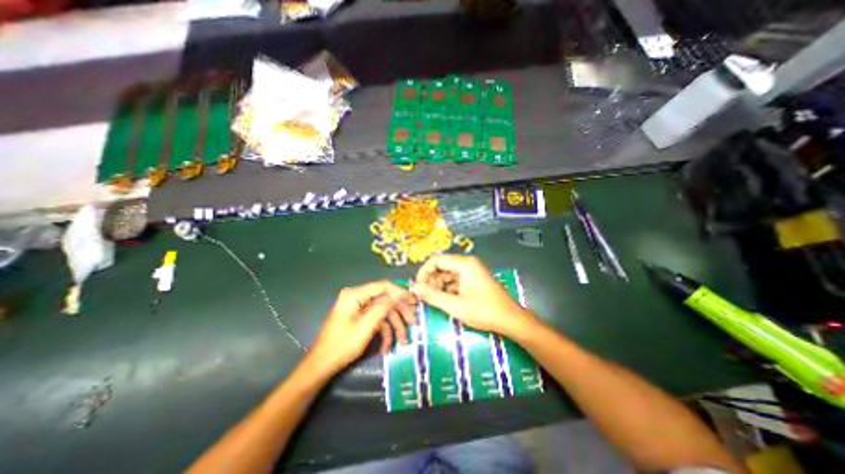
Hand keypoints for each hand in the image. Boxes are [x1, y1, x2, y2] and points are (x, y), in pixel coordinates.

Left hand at [309, 280, 417, 374]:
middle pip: (385, 299)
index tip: (414, 301)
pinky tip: (386, 347)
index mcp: (355, 295)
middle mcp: (357, 297)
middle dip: (400, 312)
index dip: (400, 292)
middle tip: (413, 322)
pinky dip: (383, 332)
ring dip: (394, 326)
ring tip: (403, 341)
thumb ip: (382, 308)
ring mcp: (359, 308)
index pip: (383, 286)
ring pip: (383, 311)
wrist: (321, 366)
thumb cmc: (341, 347)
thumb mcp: (365, 328)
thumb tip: (398, 294)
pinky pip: (376, 320)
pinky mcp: (360, 318)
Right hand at [411, 254, 533, 335]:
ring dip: (439, 285)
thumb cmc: (484, 311)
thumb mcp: (455, 306)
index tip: (417, 287)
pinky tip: (447, 300)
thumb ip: (432, 296)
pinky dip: (448, 288)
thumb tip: (414, 288)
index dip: (423, 272)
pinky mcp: (474, 279)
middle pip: (442, 266)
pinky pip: (456, 279)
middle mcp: (467, 263)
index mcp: (464, 264)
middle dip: (432, 280)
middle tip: (427, 296)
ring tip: (436, 300)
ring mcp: (472, 270)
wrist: (511, 319)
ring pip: (448, 273)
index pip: (436, 260)